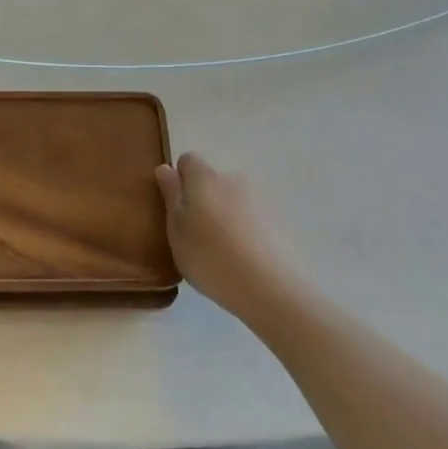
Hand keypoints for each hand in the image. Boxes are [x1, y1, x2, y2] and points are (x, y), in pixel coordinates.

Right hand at [156, 153, 290, 318]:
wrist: (272, 288)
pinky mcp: (282, 220)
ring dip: (228, 215)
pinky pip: (256, 217)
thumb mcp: (177, 232)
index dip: (180, 180)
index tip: (178, 208)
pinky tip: (249, 259)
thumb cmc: (211, 258)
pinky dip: (250, 230)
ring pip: (236, 200)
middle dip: (205, 200)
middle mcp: (233, 178)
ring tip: (227, 251)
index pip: (187, 160)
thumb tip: (166, 168)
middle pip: (213, 181)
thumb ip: (171, 196)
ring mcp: (261, 198)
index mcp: (204, 178)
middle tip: (200, 234)